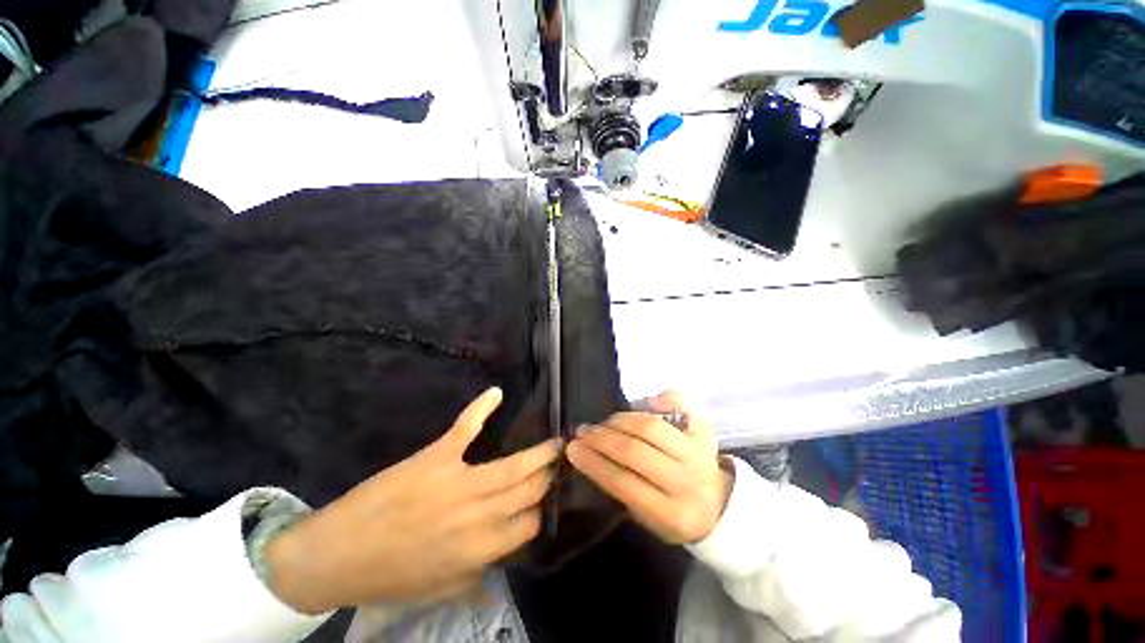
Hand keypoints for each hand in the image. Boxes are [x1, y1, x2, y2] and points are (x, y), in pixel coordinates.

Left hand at [265, 387, 558, 612]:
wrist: (337, 555)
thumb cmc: (390, 575)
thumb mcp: (439, 588)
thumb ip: (477, 577)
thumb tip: (504, 563)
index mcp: (480, 549)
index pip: (529, 525)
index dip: (542, 509)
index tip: (549, 496)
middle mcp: (479, 515)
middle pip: (528, 490)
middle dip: (549, 476)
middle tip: (562, 460)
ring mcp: (459, 483)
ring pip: (512, 465)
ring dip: (539, 451)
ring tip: (556, 442)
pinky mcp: (437, 458)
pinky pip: (465, 428)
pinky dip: (481, 408)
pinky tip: (496, 393)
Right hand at [567, 391, 732, 544]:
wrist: (718, 505)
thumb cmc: (675, 513)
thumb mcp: (648, 519)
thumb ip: (622, 490)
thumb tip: (591, 454)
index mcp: (672, 514)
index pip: (624, 483)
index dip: (594, 463)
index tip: (572, 449)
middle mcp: (688, 481)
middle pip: (635, 451)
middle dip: (602, 438)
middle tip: (583, 431)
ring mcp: (699, 452)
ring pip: (650, 426)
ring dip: (620, 420)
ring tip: (604, 422)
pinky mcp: (706, 431)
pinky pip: (683, 405)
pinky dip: (664, 397)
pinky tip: (646, 401)